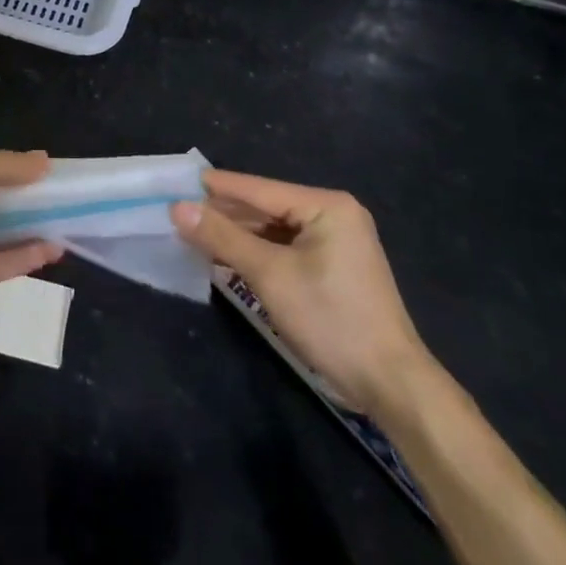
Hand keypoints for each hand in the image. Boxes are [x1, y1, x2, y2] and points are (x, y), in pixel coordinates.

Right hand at [172, 169, 431, 415]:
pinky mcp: (333, 267)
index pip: (259, 189)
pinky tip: (226, 255)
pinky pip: (286, 248)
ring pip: (274, 230)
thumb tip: (177, 208)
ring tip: (193, 232)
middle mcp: (334, 214)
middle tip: (178, 212)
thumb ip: (222, 237)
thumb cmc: (330, 319)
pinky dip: (257, 252)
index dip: (215, 187)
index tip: (176, 182)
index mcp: (327, 206)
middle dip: (224, 213)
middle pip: (266, 207)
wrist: (389, 382)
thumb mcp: (269, 274)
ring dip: (238, 235)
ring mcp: (336, 242)